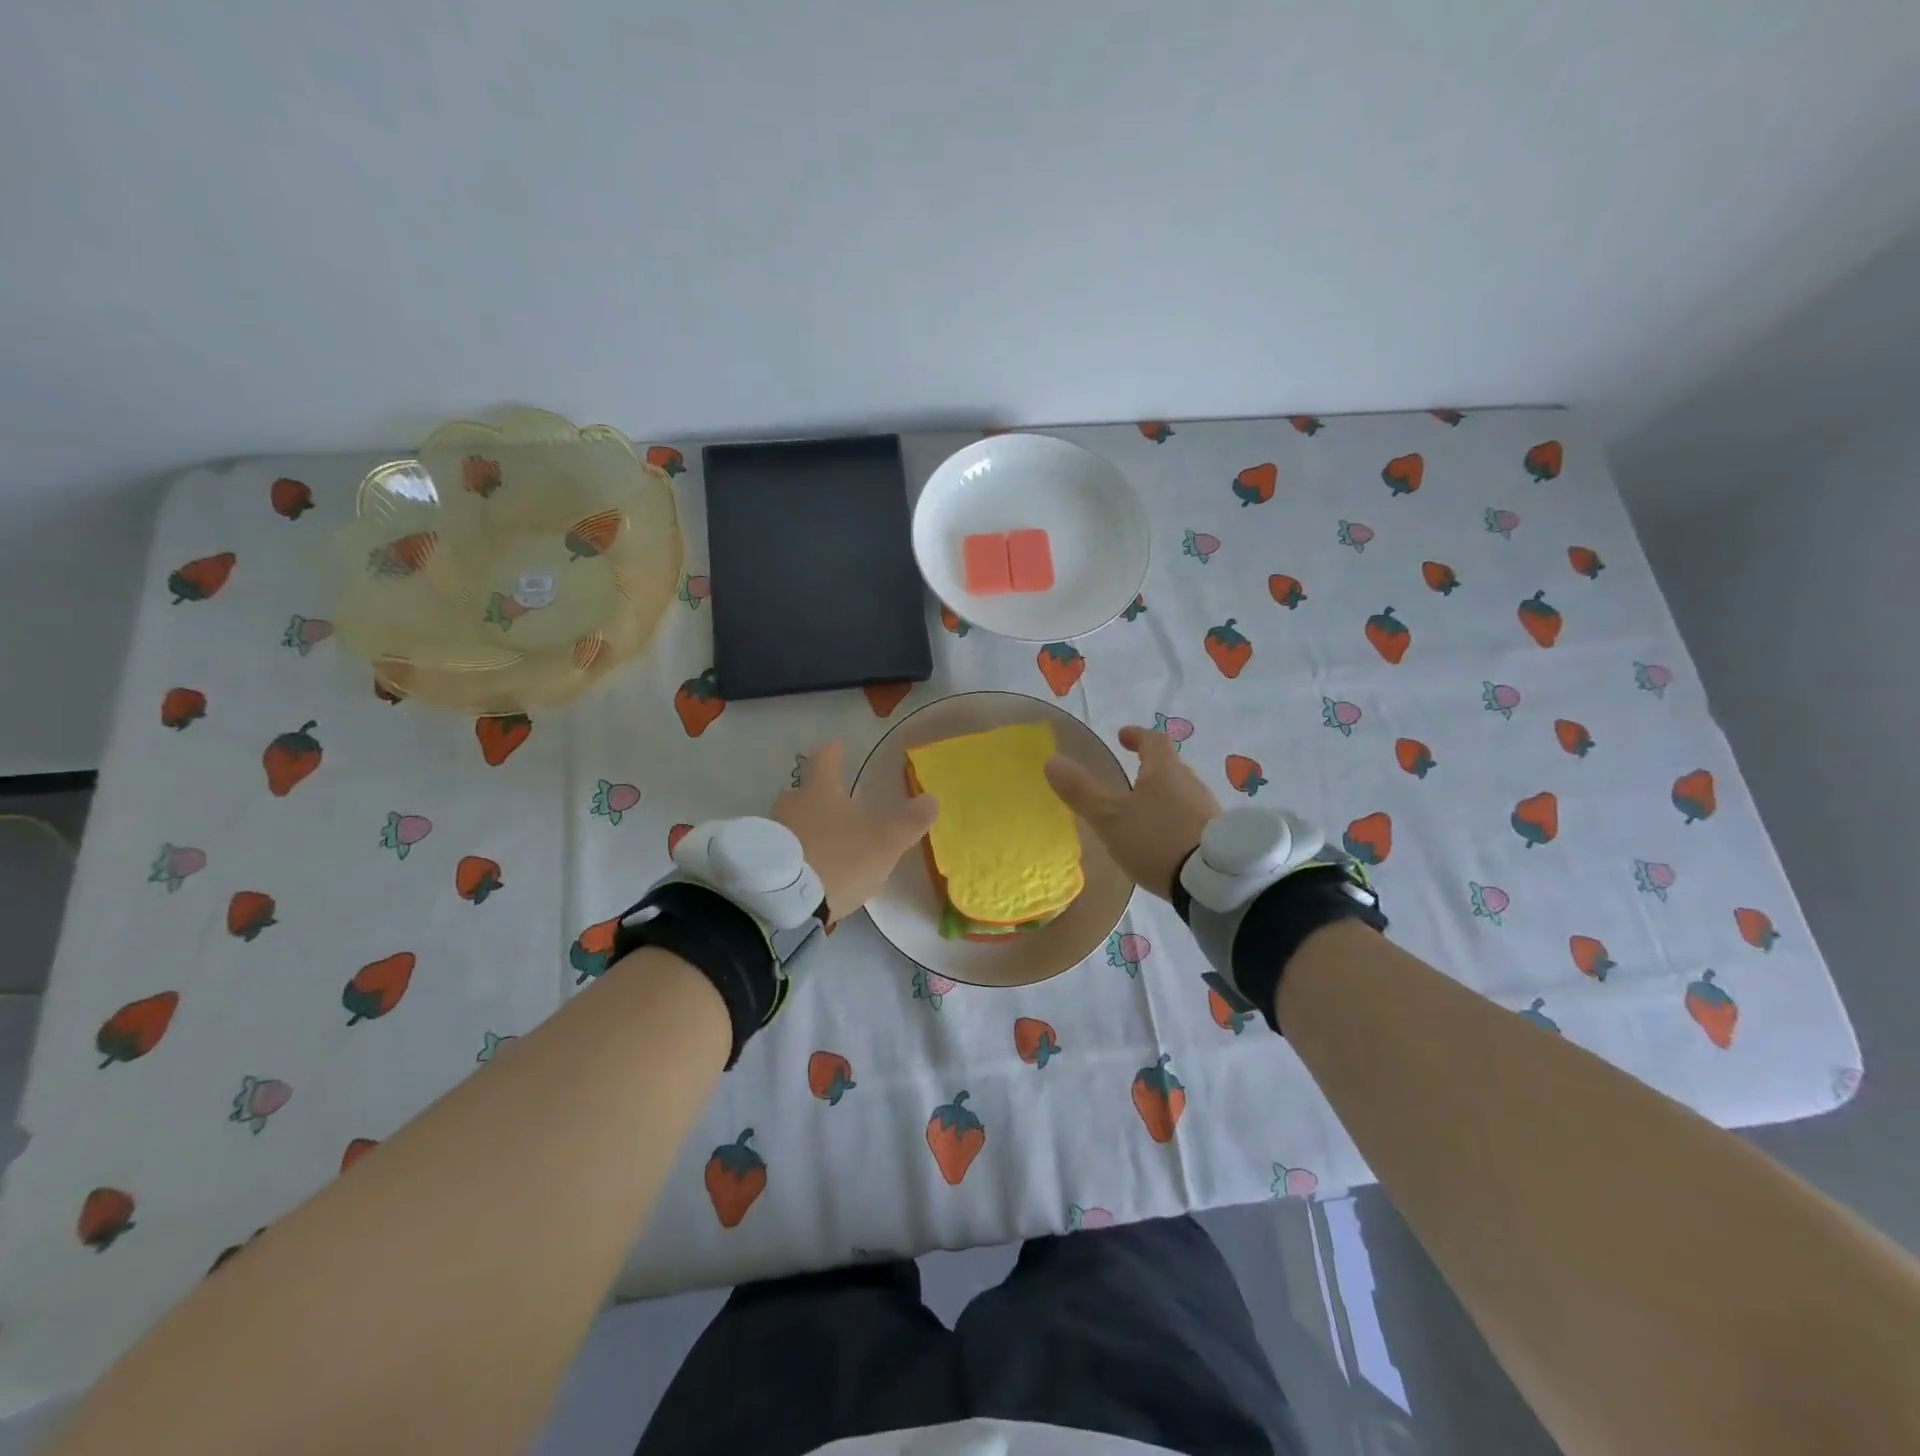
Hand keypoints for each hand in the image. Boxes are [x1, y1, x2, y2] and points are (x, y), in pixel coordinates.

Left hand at [772, 740, 940, 923]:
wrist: (782, 901)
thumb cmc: (838, 859)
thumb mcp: (884, 842)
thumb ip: (909, 821)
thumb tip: (932, 798)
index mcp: (820, 791)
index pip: (825, 760)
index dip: (833, 752)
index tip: (835, 744)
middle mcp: (791, 804)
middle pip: (803, 792)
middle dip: (818, 795)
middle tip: (833, 803)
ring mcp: (771, 832)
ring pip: (791, 822)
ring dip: (805, 827)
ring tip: (822, 842)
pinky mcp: (760, 862)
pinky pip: (781, 849)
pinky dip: (794, 853)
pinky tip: (805, 869)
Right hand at [1045, 725, 1222, 900]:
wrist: (1214, 880)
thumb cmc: (1157, 839)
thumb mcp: (1110, 818)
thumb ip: (1081, 791)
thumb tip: (1051, 761)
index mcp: (1164, 771)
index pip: (1153, 740)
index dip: (1137, 736)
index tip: (1123, 736)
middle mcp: (1190, 783)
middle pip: (1170, 767)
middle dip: (1150, 768)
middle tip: (1131, 776)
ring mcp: (1207, 809)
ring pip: (1181, 793)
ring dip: (1163, 795)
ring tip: (1143, 812)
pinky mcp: (1216, 836)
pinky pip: (1191, 817)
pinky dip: (1174, 819)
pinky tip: (1164, 839)